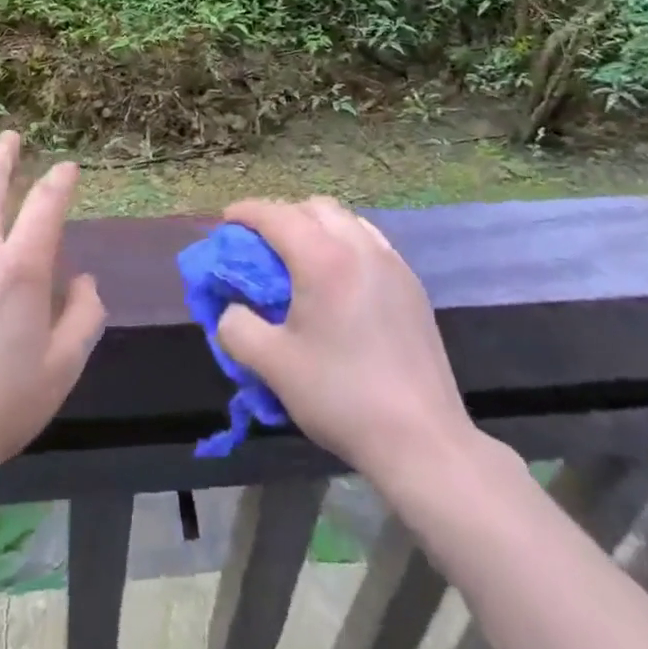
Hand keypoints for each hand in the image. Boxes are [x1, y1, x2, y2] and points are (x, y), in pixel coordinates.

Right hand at [216, 197, 487, 497]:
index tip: (226, 221)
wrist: (421, 440)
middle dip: (283, 215)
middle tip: (262, 245)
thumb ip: (237, 328)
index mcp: (323, 259)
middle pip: (314, 208)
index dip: (246, 212)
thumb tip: (231, 309)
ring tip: (300, 259)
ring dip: (316, 226)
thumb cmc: (341, 396)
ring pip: (346, 221)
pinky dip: (345, 243)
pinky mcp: (412, 286)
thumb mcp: (272, 365)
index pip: (276, 215)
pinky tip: (338, 281)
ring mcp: (392, 264)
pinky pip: (370, 242)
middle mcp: (360, 248)